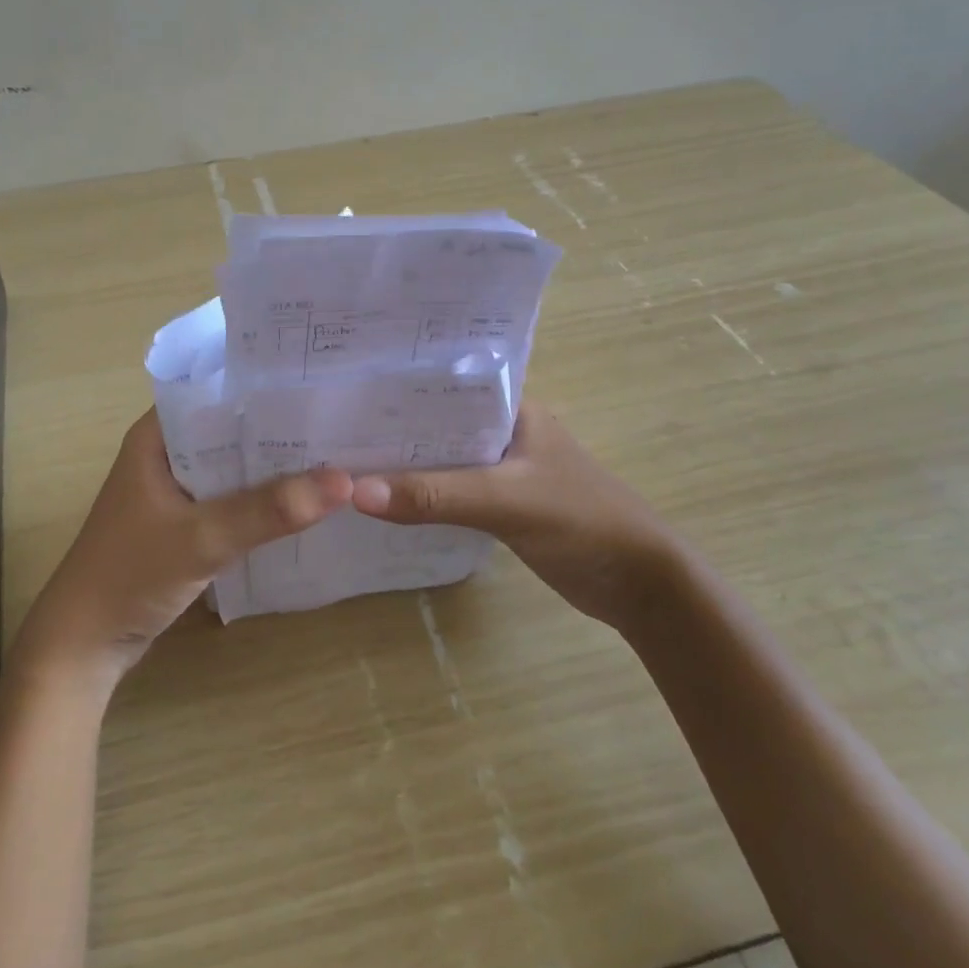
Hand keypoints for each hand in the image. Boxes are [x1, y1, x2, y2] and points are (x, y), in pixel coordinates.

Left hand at [11, 409, 352, 690]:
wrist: (83, 647)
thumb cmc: (129, 576)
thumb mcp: (202, 539)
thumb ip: (267, 510)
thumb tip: (343, 481)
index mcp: (157, 435)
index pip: (219, 391)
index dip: (267, 385)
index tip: (321, 382)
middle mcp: (167, 453)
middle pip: (233, 429)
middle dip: (281, 428)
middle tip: (341, 419)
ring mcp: (175, 489)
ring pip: (234, 466)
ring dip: (274, 466)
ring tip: (335, 453)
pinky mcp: (184, 522)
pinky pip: (231, 498)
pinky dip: (261, 499)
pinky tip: (303, 501)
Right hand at [350, 401, 682, 630]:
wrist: (640, 585)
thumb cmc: (582, 521)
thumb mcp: (507, 501)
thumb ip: (435, 496)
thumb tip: (355, 492)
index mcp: (512, 406)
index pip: (444, 382)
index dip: (397, 384)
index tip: (343, 386)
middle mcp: (502, 429)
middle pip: (435, 421)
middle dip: (390, 425)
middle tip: (328, 425)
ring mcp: (501, 468)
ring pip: (440, 458)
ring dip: (403, 463)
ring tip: (341, 458)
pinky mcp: (500, 504)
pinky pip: (449, 490)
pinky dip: (420, 494)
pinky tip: (382, 499)